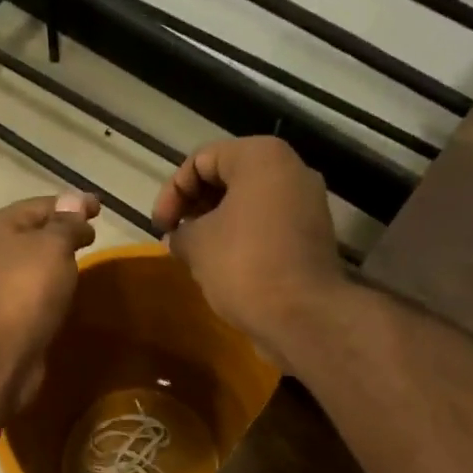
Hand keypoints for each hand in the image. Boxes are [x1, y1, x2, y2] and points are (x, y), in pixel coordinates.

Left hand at [0, 191, 100, 410]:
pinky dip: (52, 288)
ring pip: (34, 265)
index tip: (101, 208)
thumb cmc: (26, 290)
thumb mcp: (53, 246)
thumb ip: (67, 223)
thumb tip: (74, 201)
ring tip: (86, 263)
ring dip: (57, 262)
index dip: (72, 203)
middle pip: (34, 234)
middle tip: (94, 236)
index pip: (40, 204)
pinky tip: (68, 294)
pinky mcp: (7, 316)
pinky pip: (34, 292)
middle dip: (63, 232)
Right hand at [152, 137, 343, 367]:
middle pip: (229, 176)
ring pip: (249, 202)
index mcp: (262, 157)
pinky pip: (268, 225)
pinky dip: (242, 237)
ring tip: (195, 252)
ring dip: (217, 223)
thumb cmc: (243, 265)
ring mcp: (307, 204)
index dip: (172, 192)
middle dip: (195, 205)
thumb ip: (180, 232)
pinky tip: (222, 265)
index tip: (160, 227)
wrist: (302, 315)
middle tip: (176, 236)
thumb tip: (178, 238)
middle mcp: (291, 170)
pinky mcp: (312, 236)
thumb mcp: (196, 244)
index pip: (201, 160)